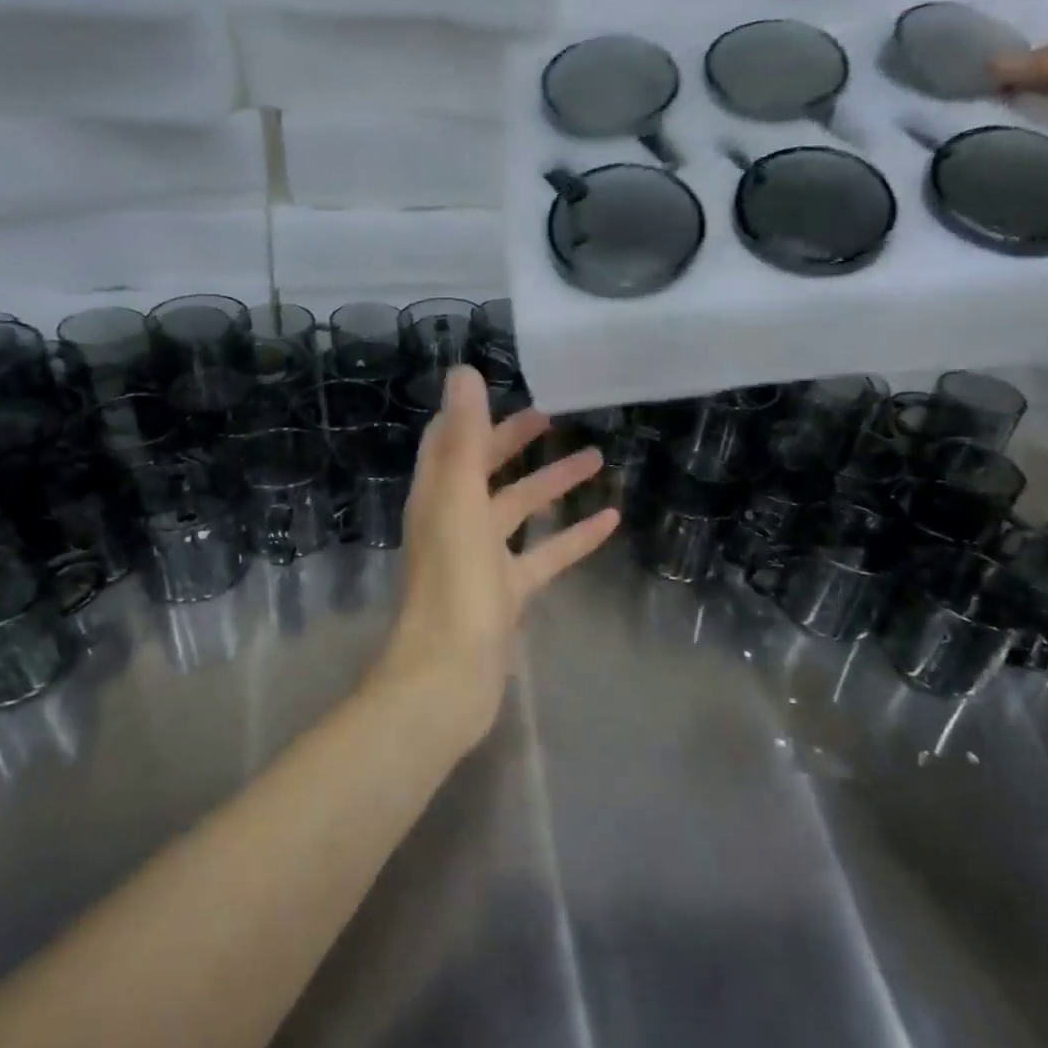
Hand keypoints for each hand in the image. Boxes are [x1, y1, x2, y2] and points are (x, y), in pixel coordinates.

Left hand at [379, 367, 618, 751]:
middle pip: (486, 471)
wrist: (449, 675)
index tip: (508, 391)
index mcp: (437, 495)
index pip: (449, 441)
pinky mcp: (506, 594)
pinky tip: (609, 521)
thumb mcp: (460, 500)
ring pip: (520, 511)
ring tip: (598, 459)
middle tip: (555, 417)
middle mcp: (455, 521)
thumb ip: (465, 437)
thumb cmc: (454, 582)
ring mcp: (481, 560)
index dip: (474, 415)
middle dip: (517, 443)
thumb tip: (462, 371)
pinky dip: (572, 537)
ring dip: (553, 485)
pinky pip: (543, 555)